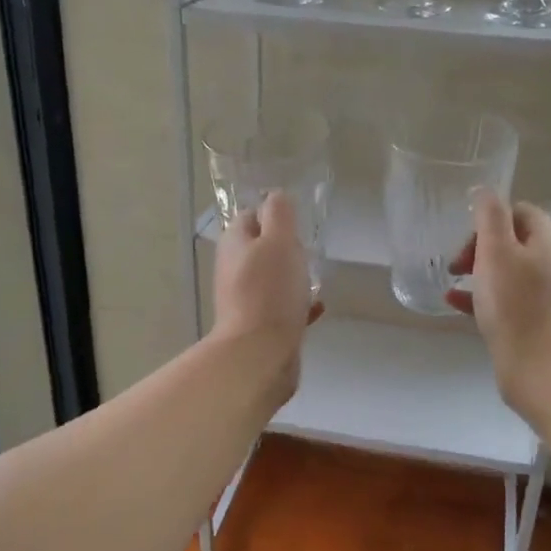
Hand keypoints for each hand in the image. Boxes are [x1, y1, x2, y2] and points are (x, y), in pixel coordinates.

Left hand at [211, 192, 321, 404]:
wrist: (260, 354)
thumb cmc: (270, 291)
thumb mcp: (279, 240)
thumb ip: (279, 214)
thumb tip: (276, 196)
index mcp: (234, 244)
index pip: (250, 216)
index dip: (273, 214)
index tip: (297, 222)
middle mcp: (233, 270)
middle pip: (260, 249)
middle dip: (285, 248)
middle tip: (309, 251)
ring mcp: (244, 300)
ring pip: (271, 279)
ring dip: (292, 277)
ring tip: (315, 278)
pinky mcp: (259, 327)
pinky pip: (280, 308)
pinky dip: (298, 305)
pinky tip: (317, 308)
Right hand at [445, 189, 550, 418]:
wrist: (542, 371)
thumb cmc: (516, 307)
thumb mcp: (497, 252)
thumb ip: (490, 217)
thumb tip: (485, 191)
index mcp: (545, 244)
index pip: (522, 212)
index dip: (493, 216)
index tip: (468, 233)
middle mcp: (548, 267)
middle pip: (513, 242)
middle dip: (481, 245)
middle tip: (457, 261)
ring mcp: (542, 298)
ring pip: (505, 272)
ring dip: (477, 270)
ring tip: (450, 277)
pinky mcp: (531, 324)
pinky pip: (502, 300)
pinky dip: (478, 297)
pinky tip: (453, 302)